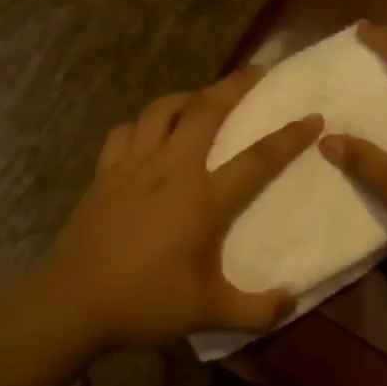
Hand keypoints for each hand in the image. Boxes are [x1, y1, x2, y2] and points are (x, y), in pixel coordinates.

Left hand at [45, 68, 322, 348]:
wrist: (74, 303)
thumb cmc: (146, 303)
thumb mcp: (211, 313)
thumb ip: (258, 311)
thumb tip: (292, 302)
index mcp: (203, 199)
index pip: (257, 159)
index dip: (289, 137)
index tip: (312, 117)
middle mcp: (170, 170)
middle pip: (206, 111)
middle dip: (235, 86)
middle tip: (256, 72)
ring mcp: (132, 167)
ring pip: (161, 110)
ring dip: (187, 96)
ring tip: (201, 98)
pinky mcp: (104, 174)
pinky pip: (125, 132)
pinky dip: (143, 123)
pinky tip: (149, 132)